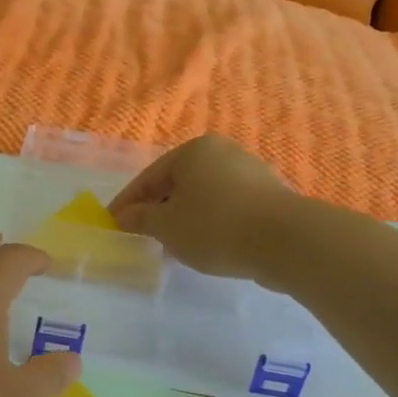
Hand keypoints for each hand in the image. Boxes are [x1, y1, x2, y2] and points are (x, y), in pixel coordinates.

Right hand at [109, 135, 300, 279]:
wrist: (285, 240)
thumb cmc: (215, 226)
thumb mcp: (166, 225)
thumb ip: (140, 218)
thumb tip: (124, 216)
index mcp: (193, 151)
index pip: (149, 177)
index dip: (128, 202)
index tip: (112, 223)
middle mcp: (222, 153)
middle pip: (178, 183)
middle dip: (158, 209)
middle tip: (141, 235)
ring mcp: (249, 173)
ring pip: (203, 196)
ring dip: (184, 218)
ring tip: (172, 245)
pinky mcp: (268, 197)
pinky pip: (226, 208)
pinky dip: (210, 223)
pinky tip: (205, 245)